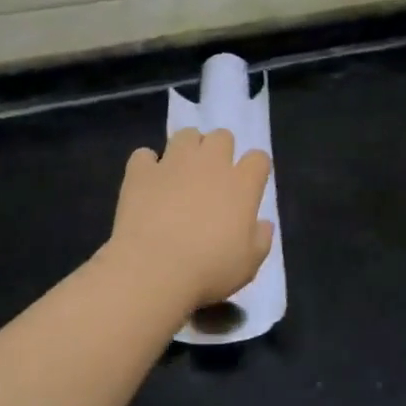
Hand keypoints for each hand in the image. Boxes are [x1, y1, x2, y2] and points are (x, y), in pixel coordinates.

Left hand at [106, 127, 273, 316]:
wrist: (153, 270)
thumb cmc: (209, 270)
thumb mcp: (249, 264)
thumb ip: (261, 239)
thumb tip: (264, 224)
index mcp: (242, 184)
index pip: (258, 158)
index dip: (255, 168)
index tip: (250, 183)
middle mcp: (211, 164)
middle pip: (222, 136)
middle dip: (220, 150)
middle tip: (213, 175)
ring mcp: (173, 163)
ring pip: (186, 135)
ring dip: (187, 148)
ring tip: (182, 171)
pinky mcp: (141, 172)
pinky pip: (144, 155)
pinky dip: (147, 165)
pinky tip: (147, 181)